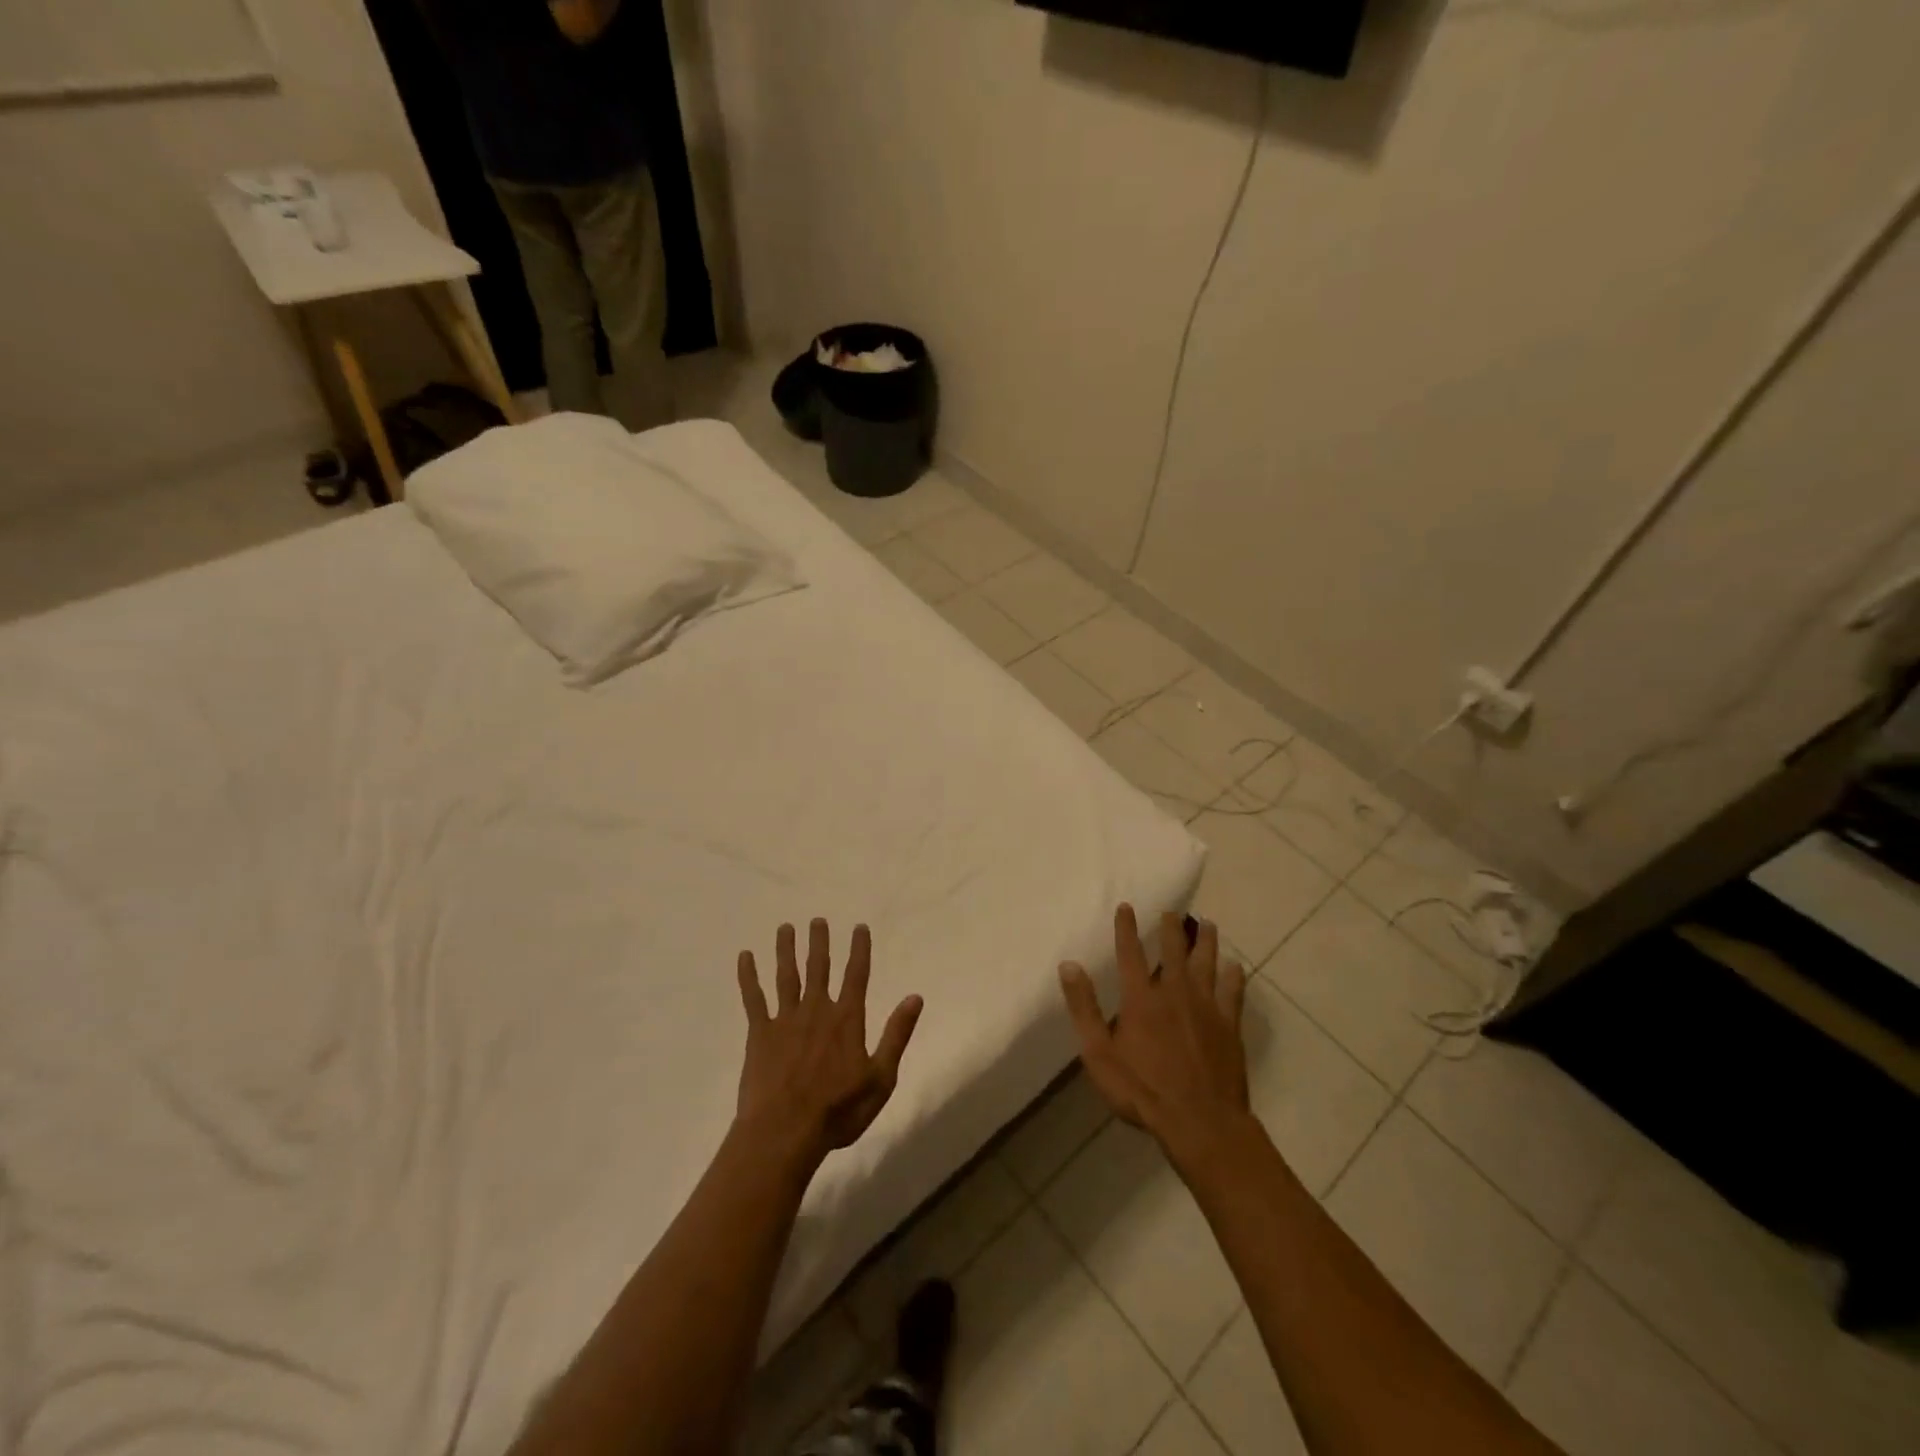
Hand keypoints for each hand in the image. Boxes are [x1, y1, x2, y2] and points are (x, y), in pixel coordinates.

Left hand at [736, 919, 922, 1164]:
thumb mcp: (881, 1078)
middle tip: (817, 920)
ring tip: (785, 927)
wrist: (785, 1132)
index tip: (859, 927)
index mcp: (847, 1019)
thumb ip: (897, 1035)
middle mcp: (817, 1010)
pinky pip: (753, 998)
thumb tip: (915, 997)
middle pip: (819, 967)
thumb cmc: (838, 1110)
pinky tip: (745, 957)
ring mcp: (785, 1019)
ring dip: (786, 950)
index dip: (859, 949)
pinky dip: (748, 976)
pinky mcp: (759, 1033)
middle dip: (819, 942)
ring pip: (787, 975)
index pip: (856, 975)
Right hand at [1059, 905, 1250, 1159]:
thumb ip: (1084, 1008)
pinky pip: (1233, 992)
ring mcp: (1206, 1007)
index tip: (1127, 906)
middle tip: (1172, 911)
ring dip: (1206, 942)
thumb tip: (1069, 965)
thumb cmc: (1141, 1090)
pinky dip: (1233, 976)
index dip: (1127, 928)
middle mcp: (1174, 992)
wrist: (1200, 1121)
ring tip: (1208, 925)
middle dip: (1171, 928)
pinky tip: (1235, 966)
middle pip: (1174, 951)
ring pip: (1207, 964)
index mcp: (1141, 998)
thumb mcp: (1099, 1053)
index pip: (1130, 953)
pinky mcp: (1229, 1025)